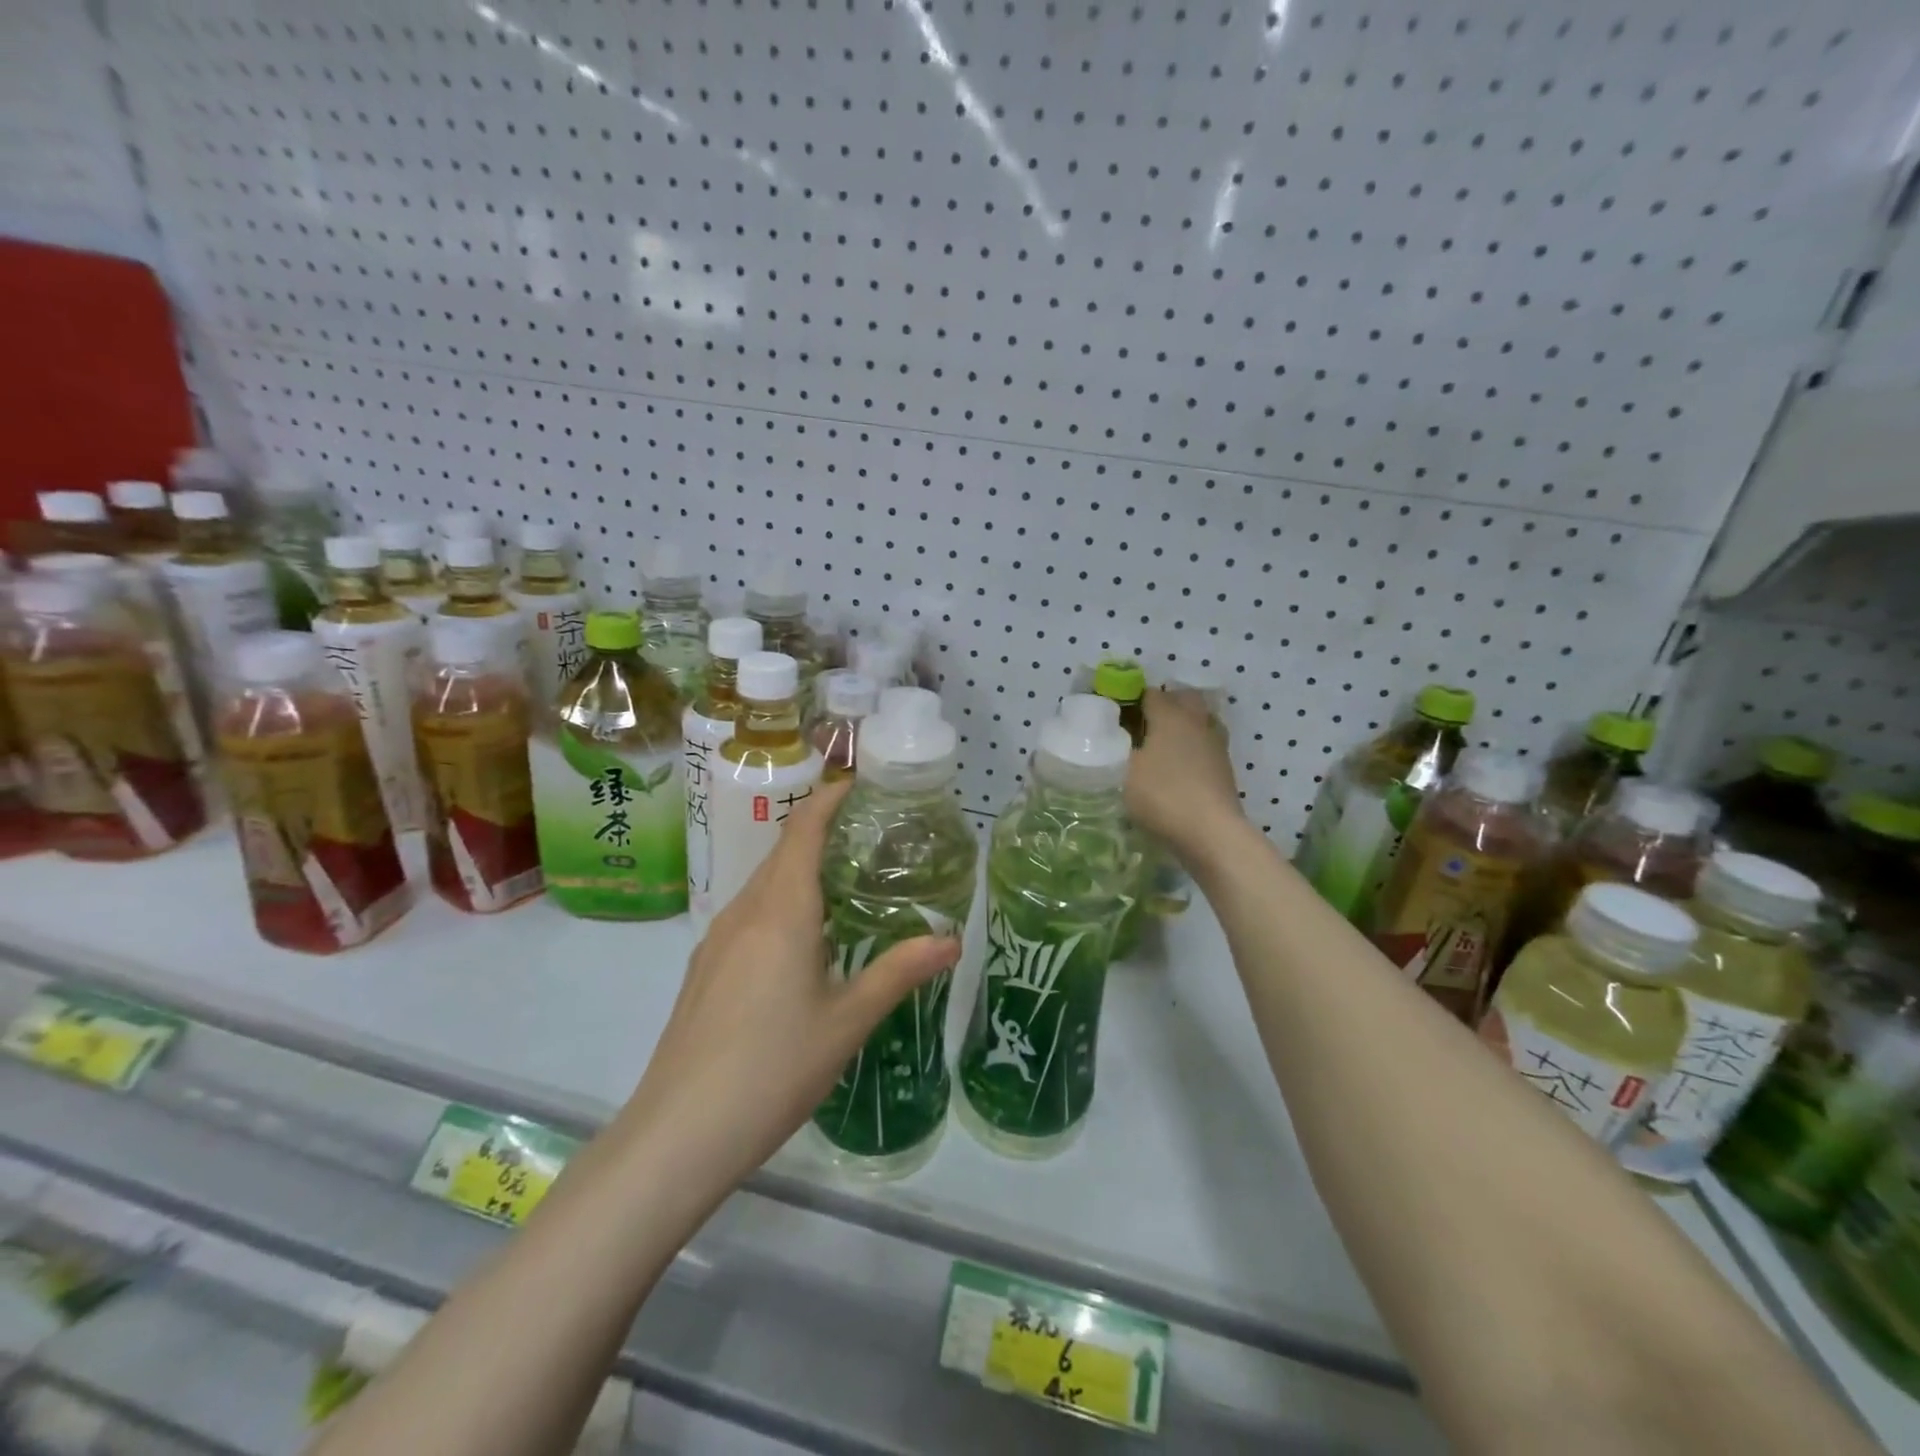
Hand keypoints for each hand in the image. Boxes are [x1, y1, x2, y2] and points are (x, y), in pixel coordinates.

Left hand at [625, 780, 960, 1194]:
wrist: (678, 1134)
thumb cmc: (773, 1068)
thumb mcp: (848, 1022)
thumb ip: (898, 972)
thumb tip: (951, 940)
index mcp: (781, 911)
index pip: (803, 830)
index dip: (829, 798)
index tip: (860, 785)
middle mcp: (744, 912)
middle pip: (782, 853)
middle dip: (821, 833)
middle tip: (870, 839)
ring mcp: (717, 941)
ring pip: (763, 886)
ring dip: (800, 872)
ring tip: (844, 887)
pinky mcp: (704, 970)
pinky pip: (748, 916)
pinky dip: (780, 906)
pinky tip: (802, 944)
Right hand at [1126, 688, 1244, 857]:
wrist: (1211, 832)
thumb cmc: (1163, 795)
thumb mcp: (1124, 772)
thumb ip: (1116, 750)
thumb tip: (1114, 739)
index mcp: (1171, 715)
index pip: (1150, 693)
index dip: (1131, 700)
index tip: (1115, 715)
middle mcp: (1197, 722)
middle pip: (1184, 699)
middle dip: (1165, 704)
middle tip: (1142, 724)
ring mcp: (1216, 745)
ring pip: (1200, 721)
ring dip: (1183, 726)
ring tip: (1161, 746)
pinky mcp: (1225, 768)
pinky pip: (1206, 746)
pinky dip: (1193, 749)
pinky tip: (1178, 768)